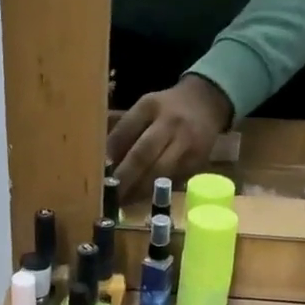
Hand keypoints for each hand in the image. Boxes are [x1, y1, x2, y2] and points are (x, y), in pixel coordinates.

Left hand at [108, 74, 232, 205]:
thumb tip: (103, 162)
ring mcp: (187, 143)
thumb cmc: (167, 108)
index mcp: (150, 106)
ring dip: (139, 190)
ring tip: (122, 202)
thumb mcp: (145, 108)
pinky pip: (173, 180)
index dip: (110, 155)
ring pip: (159, 172)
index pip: (125, 131)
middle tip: (108, 195)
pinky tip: (142, 199)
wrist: (208, 102)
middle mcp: (170, 124)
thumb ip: (126, 131)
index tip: (96, 172)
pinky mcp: (198, 160)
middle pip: (143, 155)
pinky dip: (156, 191)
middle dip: (123, 178)